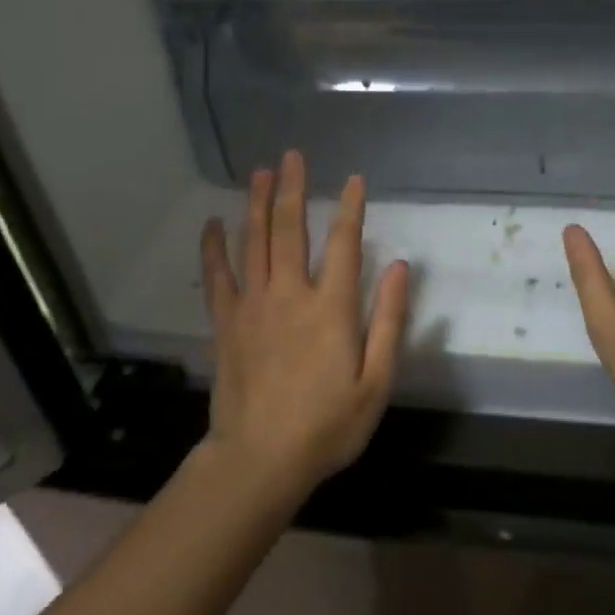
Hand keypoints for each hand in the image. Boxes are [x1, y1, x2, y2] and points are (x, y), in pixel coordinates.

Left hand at [200, 150, 409, 499]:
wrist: (260, 459)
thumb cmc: (327, 426)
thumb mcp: (375, 382)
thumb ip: (389, 321)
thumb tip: (401, 267)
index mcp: (332, 308)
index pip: (346, 244)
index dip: (352, 208)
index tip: (355, 179)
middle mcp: (291, 294)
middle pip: (292, 229)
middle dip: (295, 189)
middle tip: (293, 155)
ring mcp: (254, 305)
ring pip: (255, 242)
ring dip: (258, 204)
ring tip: (261, 171)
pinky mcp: (226, 322)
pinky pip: (218, 275)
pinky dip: (215, 247)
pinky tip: (213, 223)